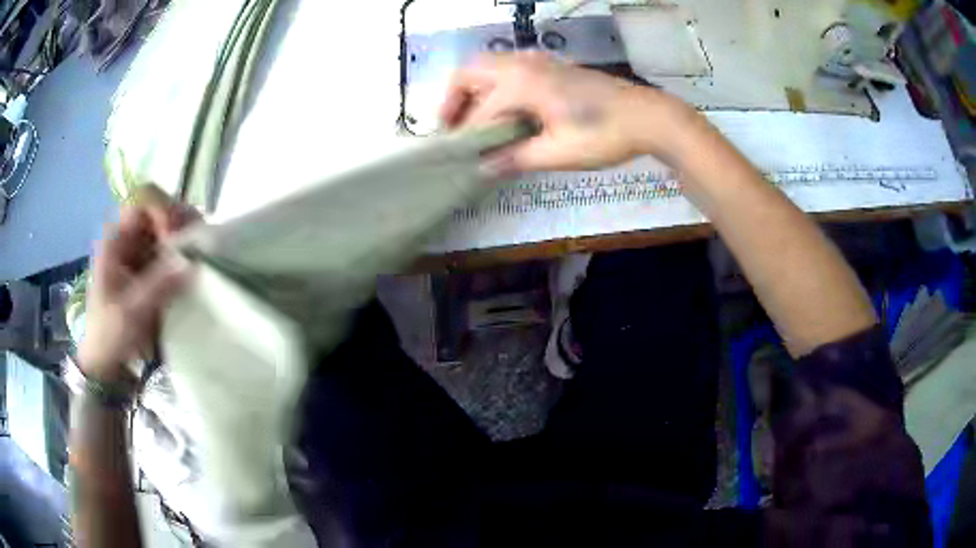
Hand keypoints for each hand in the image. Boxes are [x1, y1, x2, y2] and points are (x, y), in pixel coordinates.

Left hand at [77, 196, 196, 387]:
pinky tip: (195, 268)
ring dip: (186, 238)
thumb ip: (158, 284)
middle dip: (181, 223)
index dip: (164, 211)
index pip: (144, 200)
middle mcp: (129, 236)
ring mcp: (140, 252)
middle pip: (161, 209)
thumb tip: (192, 261)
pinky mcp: (150, 269)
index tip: (177, 240)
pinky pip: (171, 250)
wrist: (105, 363)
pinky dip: (185, 255)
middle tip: (197, 247)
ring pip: (169, 228)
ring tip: (200, 257)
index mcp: (116, 238)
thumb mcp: (131, 312)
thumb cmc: (110, 335)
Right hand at [440, 52, 697, 172]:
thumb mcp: (559, 153)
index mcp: (521, 83)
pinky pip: (509, 68)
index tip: (460, 159)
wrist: (648, 116)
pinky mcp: (552, 65)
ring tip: (476, 122)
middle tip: (454, 129)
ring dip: (474, 90)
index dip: (467, 137)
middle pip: (470, 72)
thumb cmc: (605, 134)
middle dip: (454, 99)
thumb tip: (484, 167)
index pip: (480, 111)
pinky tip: (506, 111)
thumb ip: (517, 158)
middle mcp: (523, 64)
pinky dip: (495, 85)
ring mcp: (539, 61)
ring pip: (489, 67)